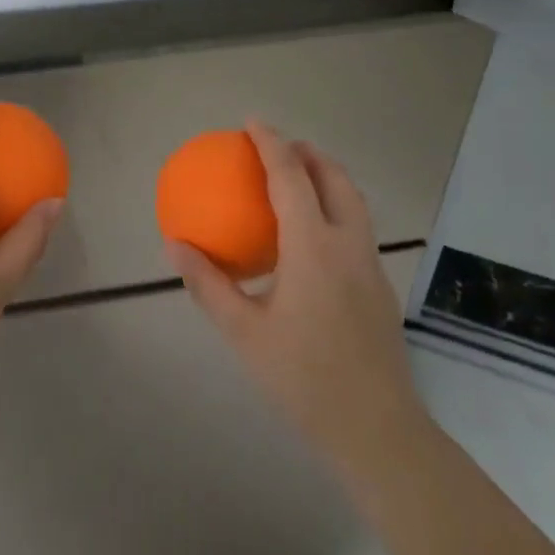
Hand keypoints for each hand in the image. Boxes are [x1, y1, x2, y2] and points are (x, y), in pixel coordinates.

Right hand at [167, 120, 431, 482]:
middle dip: (308, 152)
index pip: (291, 178)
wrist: (379, 432)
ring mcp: (370, 266)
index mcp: (313, 248)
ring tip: (299, 177)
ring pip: (354, 202)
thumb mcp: (244, 332)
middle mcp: (347, 245)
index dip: (271, 143)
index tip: (252, 122)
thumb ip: (208, 284)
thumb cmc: (304, 379)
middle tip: (279, 145)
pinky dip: (335, 207)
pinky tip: (312, 237)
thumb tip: (174, 245)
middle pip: (335, 179)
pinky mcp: (379, 287)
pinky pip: (357, 227)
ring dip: (327, 177)